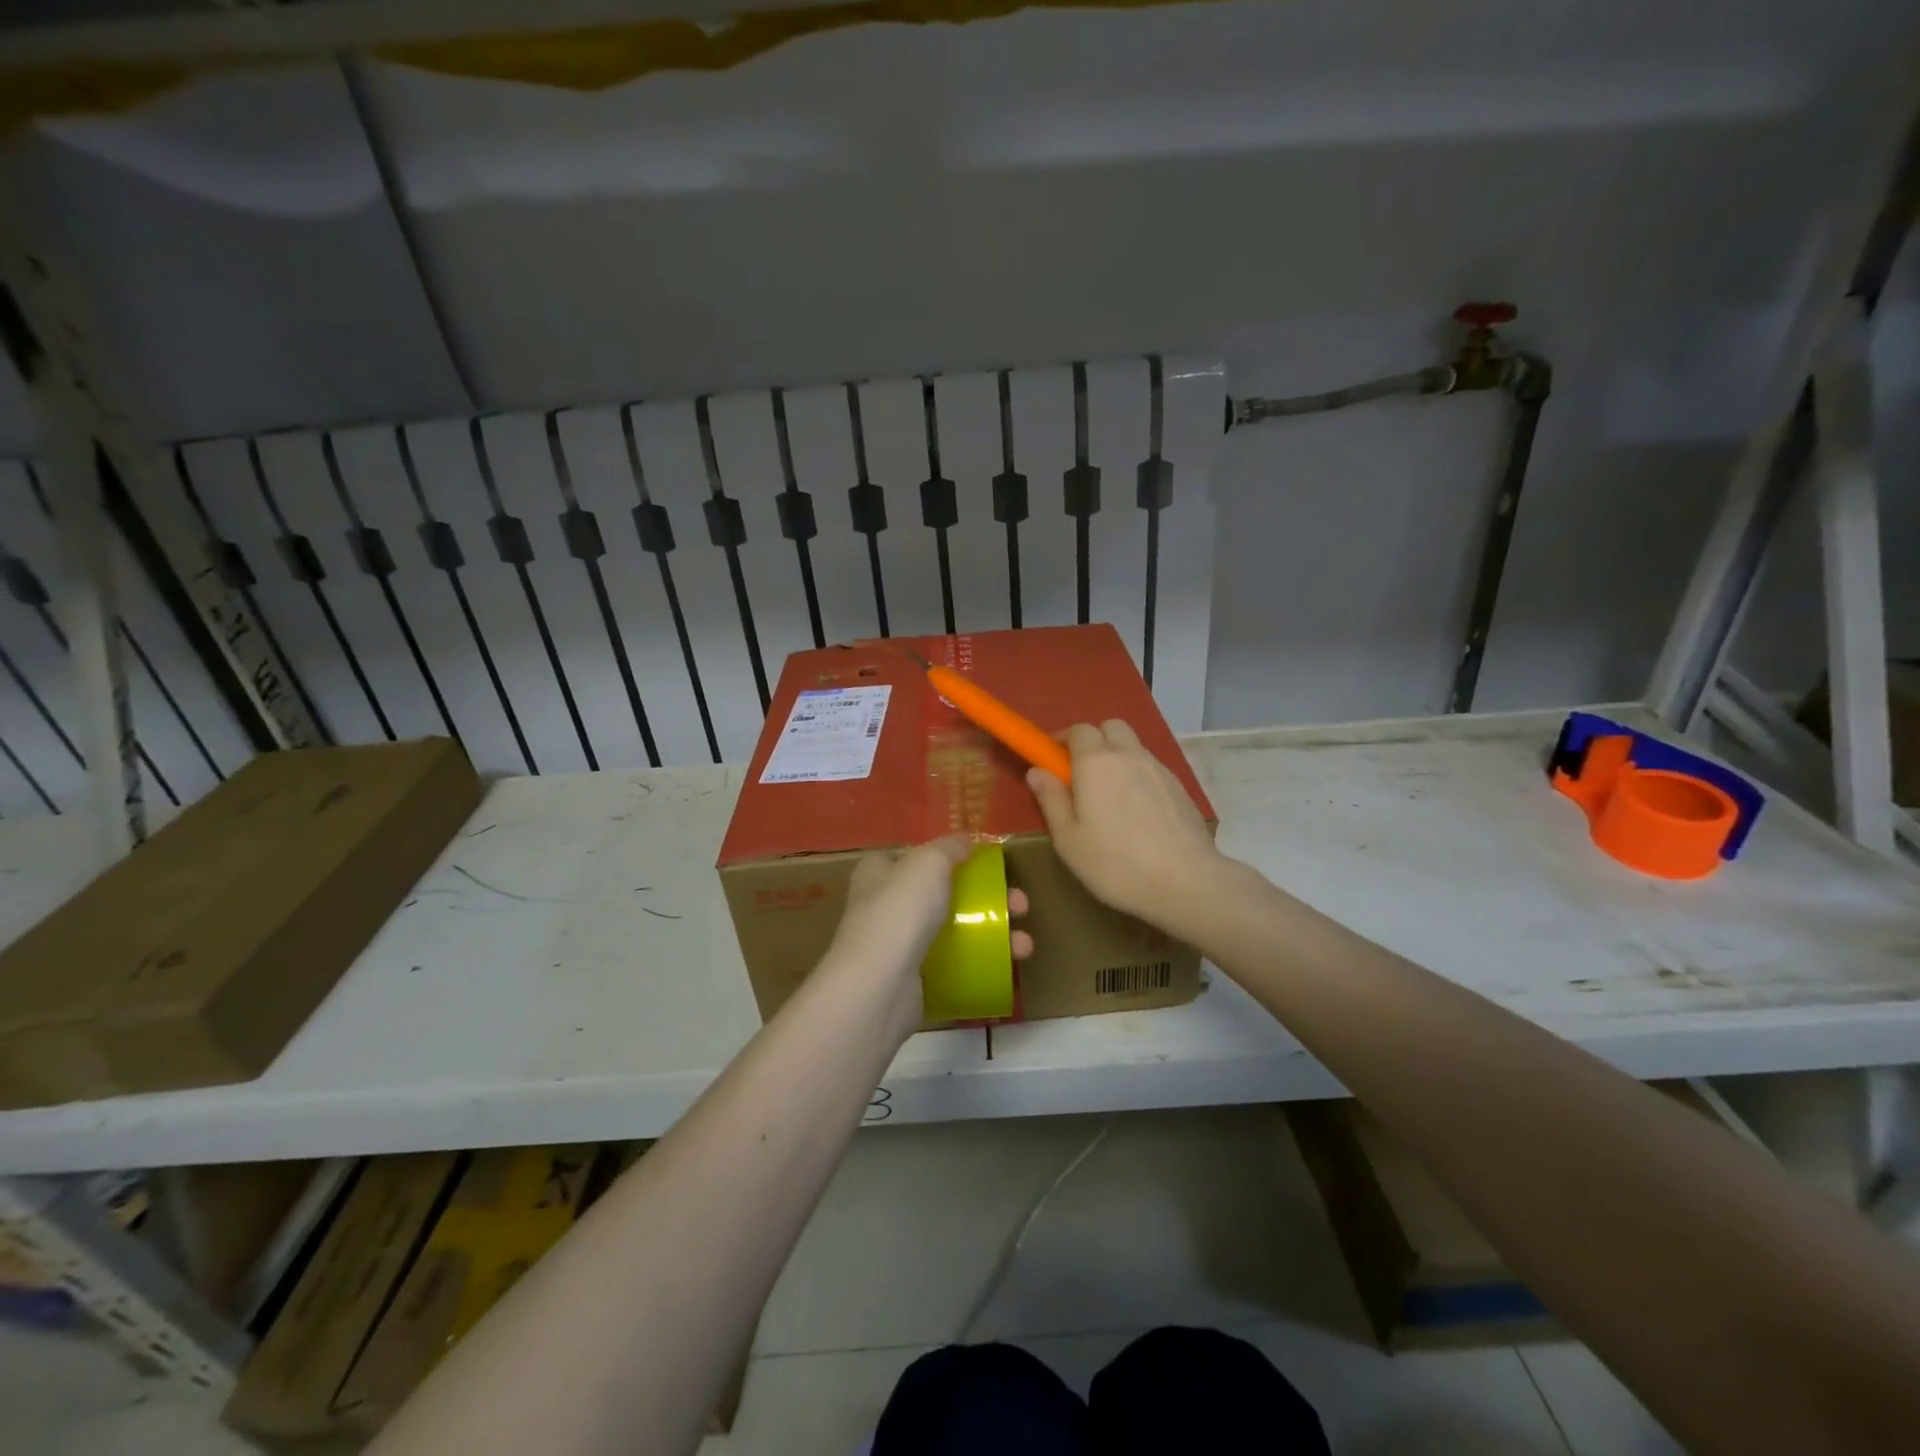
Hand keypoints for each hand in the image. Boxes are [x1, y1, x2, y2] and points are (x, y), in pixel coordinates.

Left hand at [825, 835, 1031, 1041]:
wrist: (879, 986)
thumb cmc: (901, 911)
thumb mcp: (928, 862)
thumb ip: (949, 847)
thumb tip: (966, 840)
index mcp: (878, 872)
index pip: (912, 855)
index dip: (945, 855)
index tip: (981, 861)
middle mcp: (884, 905)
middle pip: (943, 894)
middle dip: (986, 897)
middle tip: (1020, 904)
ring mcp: (899, 946)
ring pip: (954, 932)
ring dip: (993, 934)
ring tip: (1024, 944)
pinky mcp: (913, 981)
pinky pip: (954, 966)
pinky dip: (980, 964)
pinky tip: (1006, 966)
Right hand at [1027, 720, 1226, 931]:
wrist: (1186, 882)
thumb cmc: (1115, 863)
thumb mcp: (1069, 840)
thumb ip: (1051, 800)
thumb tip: (1037, 771)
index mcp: (1096, 763)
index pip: (1078, 729)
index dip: (1063, 739)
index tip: (1052, 760)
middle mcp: (1129, 755)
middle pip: (1110, 727)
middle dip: (1094, 740)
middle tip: (1081, 773)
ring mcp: (1159, 769)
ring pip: (1133, 747)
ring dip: (1117, 757)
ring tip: (1110, 796)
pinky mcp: (1180, 787)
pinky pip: (1152, 768)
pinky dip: (1138, 776)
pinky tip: (1137, 812)